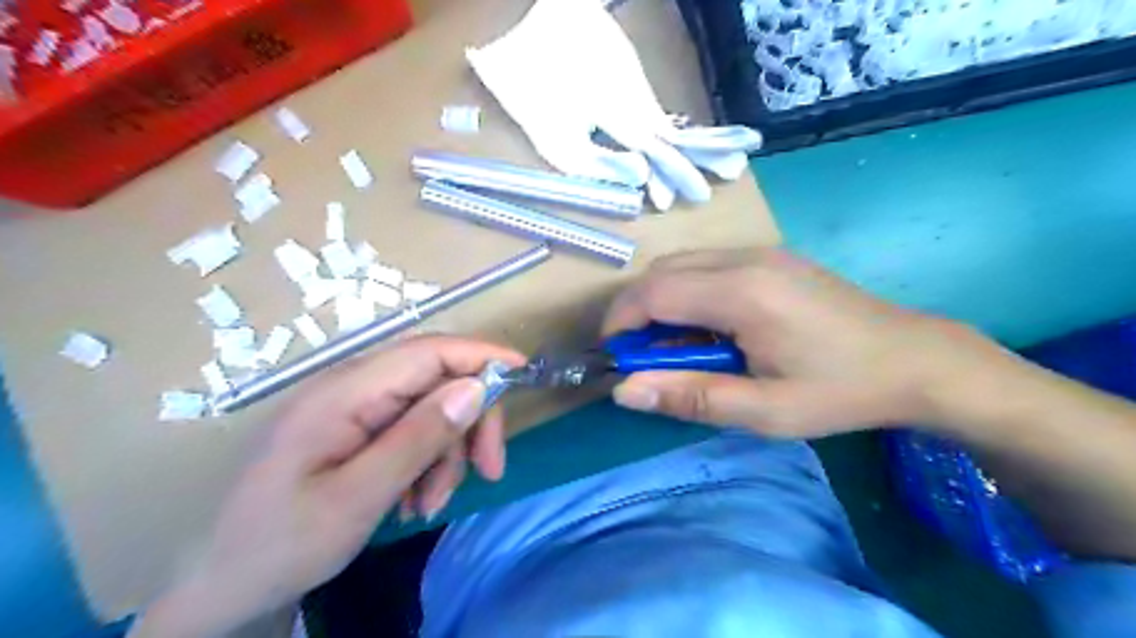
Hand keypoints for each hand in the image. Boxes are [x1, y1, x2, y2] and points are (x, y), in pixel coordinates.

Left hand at [133, 336, 521, 635]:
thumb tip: (475, 388)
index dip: (481, 356)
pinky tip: (413, 500)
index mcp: (344, 393)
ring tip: (430, 503)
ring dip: (445, 453)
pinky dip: (426, 462)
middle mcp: (350, 388)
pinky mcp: (354, 429)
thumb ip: (418, 438)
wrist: (217, 585)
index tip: (523, 375)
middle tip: (488, 470)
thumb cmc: (279, 544)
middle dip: (469, 421)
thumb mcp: (358, 497)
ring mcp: (351, 408)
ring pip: (429, 409)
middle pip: (436, 379)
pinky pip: (410, 430)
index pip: (429, 351)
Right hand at [608, 250, 995, 437]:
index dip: (621, 321)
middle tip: (643, 358)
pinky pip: (707, 266)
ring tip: (676, 348)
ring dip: (662, 302)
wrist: (915, 358)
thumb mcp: (764, 410)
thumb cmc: (840, 390)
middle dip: (637, 311)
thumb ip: (690, 396)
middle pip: (662, 271)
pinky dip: (688, 294)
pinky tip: (709, 329)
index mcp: (743, 293)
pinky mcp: (771, 257)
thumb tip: (624, 391)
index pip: (654, 292)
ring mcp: (761, 252)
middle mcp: (745, 258)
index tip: (614, 356)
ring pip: (682, 265)